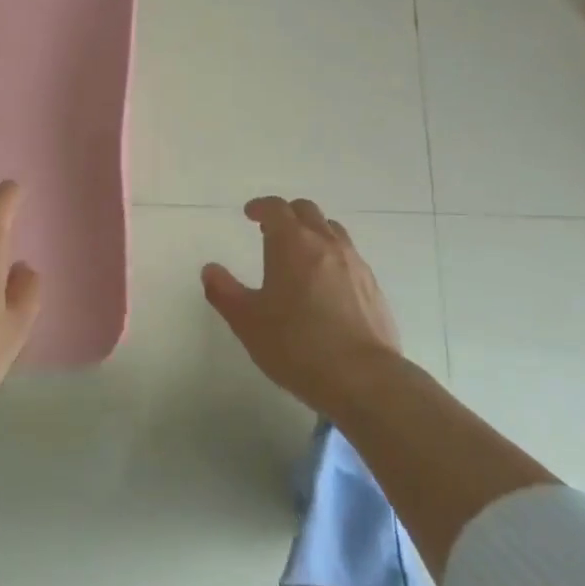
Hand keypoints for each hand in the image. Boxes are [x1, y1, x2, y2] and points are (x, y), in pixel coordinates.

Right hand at [202, 196, 401, 412]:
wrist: (363, 378)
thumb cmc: (296, 345)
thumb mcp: (247, 321)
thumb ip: (224, 292)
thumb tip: (210, 270)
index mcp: (292, 243)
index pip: (276, 208)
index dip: (261, 207)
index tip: (250, 214)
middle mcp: (326, 244)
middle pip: (307, 212)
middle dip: (287, 215)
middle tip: (272, 231)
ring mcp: (355, 264)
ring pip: (333, 231)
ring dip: (314, 233)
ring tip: (301, 255)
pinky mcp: (373, 287)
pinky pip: (350, 258)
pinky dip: (333, 258)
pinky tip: (326, 286)